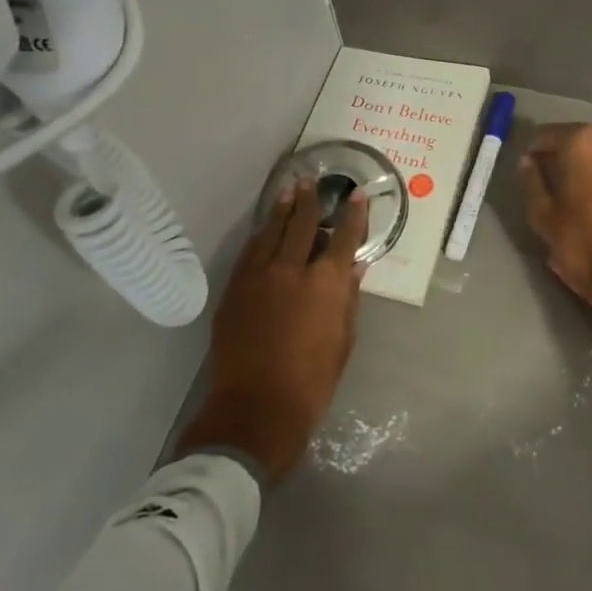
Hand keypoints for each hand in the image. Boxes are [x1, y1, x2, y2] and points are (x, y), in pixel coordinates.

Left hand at [177, 179, 368, 484]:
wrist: (254, 411)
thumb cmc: (311, 383)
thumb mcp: (343, 342)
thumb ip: (348, 300)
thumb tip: (353, 268)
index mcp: (325, 284)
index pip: (344, 238)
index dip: (353, 215)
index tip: (357, 195)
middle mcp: (292, 271)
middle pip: (302, 225)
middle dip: (309, 200)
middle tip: (311, 179)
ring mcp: (258, 278)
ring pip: (270, 232)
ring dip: (281, 210)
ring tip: (288, 190)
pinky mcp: (235, 291)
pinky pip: (249, 253)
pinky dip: (259, 236)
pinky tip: (263, 229)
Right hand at [518, 123, 591, 318]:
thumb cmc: (583, 245)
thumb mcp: (543, 217)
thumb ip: (532, 181)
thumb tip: (527, 160)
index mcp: (583, 144)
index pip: (550, 133)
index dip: (537, 148)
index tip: (532, 163)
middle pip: (585, 137)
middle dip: (571, 151)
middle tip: (562, 175)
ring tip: (591, 184)